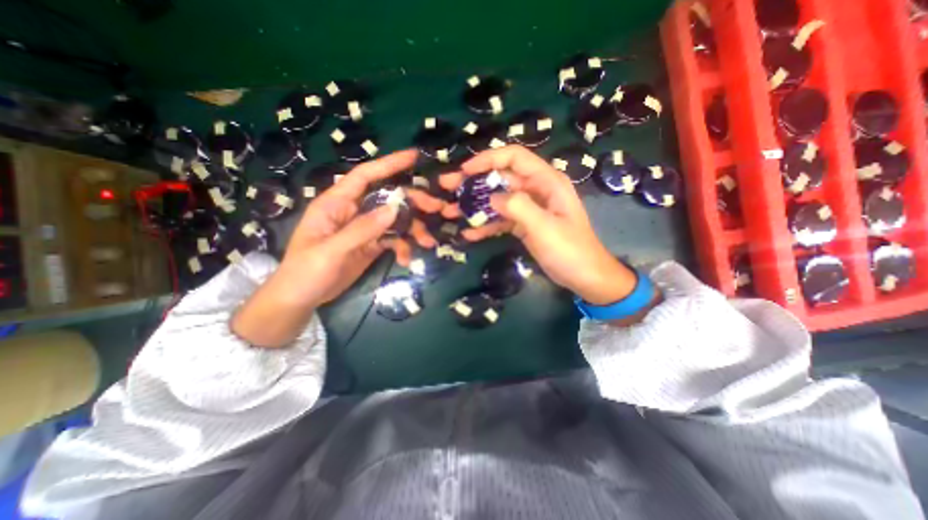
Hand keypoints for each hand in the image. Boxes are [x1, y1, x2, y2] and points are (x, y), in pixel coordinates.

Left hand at [237, 148, 445, 346]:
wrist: (302, 299)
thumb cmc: (306, 271)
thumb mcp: (331, 250)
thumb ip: (362, 229)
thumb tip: (394, 208)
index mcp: (337, 203)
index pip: (365, 175)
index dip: (389, 164)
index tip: (415, 157)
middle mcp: (354, 211)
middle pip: (389, 198)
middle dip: (414, 202)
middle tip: (438, 208)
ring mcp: (365, 229)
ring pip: (396, 220)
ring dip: (413, 229)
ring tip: (427, 242)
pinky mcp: (372, 245)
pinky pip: (394, 239)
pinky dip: (403, 247)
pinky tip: (406, 259)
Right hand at [440, 147, 639, 305]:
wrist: (584, 277)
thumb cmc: (570, 250)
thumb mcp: (544, 227)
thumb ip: (518, 207)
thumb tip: (491, 197)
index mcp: (546, 181)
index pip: (514, 157)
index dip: (488, 159)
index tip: (465, 171)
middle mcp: (536, 190)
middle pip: (500, 178)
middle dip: (473, 183)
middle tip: (447, 188)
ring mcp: (529, 208)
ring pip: (497, 199)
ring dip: (474, 206)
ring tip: (450, 212)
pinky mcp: (524, 224)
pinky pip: (501, 219)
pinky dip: (485, 225)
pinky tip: (469, 234)